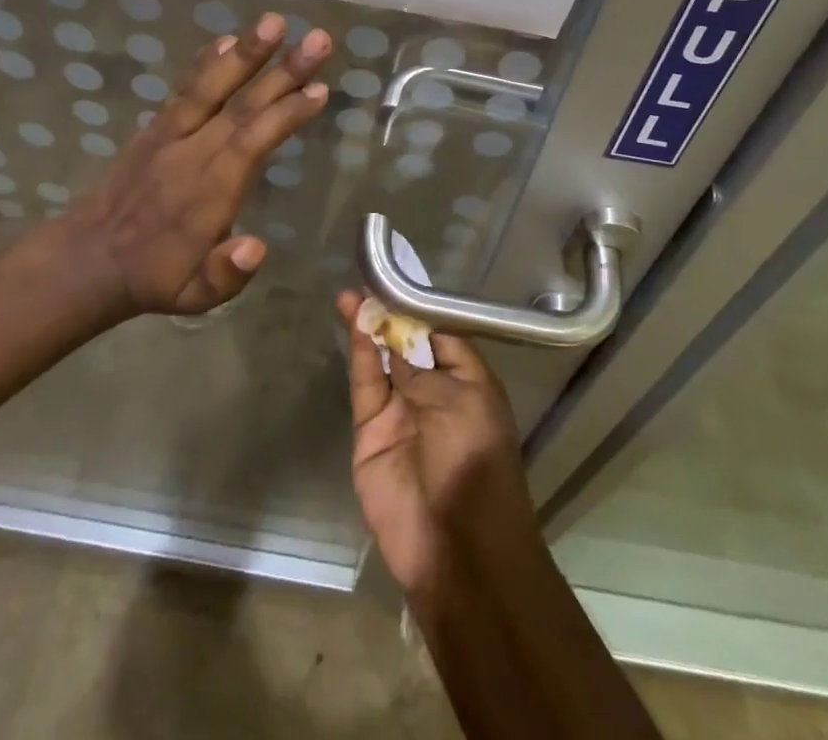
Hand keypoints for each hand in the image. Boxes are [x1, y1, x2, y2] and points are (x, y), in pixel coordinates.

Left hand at [62, 15, 330, 317]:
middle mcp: (192, 153)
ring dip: (245, 53)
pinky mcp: (156, 128)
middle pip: (242, 105)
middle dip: (282, 71)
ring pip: (211, 86)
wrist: (87, 258)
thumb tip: (257, 247)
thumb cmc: (155, 278)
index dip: (286, 113)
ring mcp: (170, 135)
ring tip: (274, 21)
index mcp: (208, 191)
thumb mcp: (193, 297)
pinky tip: (227, 38)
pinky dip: (206, 62)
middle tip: (318, 39)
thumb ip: (226, 274)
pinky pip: (184, 88)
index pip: (252, 142)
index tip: (319, 88)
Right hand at [337, 290, 538, 597]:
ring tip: (353, 295)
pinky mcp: (371, 431)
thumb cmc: (474, 462)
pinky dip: (361, 353)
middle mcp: (435, 393)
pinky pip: (366, 385)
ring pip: (383, 360)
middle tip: (369, 280)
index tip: (398, 280)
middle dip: (391, 315)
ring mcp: (401, 412)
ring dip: (370, 327)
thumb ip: (420, 367)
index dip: (420, 311)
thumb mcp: (458, 402)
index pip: (442, 336)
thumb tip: (393, 340)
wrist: (455, 548)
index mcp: (469, 384)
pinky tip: (355, 323)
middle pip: (409, 345)